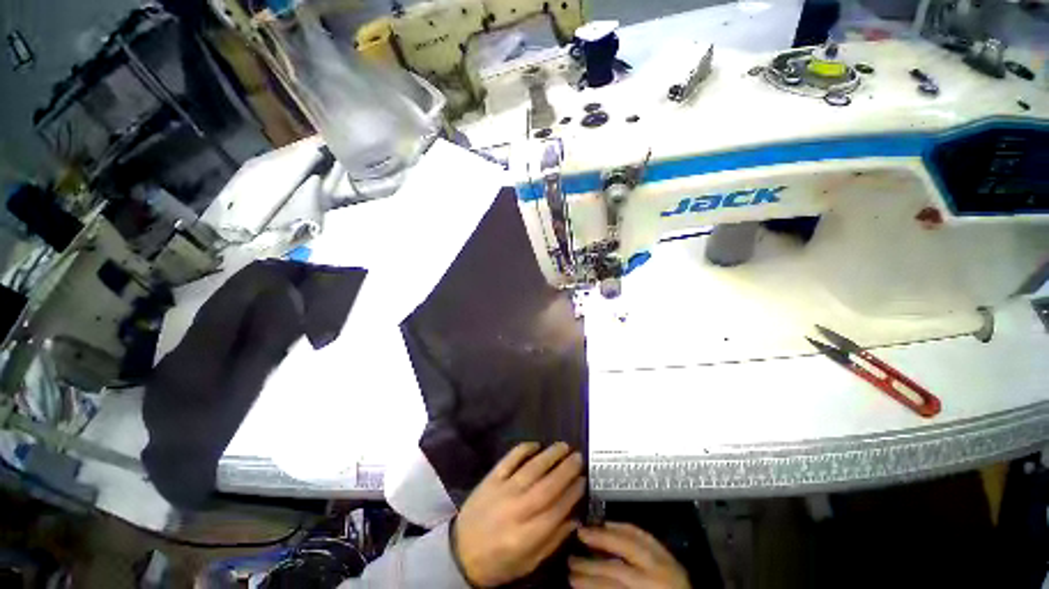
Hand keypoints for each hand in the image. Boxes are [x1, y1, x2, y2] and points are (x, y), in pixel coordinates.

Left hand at [453, 442, 585, 586]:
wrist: (459, 553)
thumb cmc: (498, 562)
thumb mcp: (528, 563)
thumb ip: (552, 541)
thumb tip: (575, 519)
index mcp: (527, 536)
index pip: (557, 509)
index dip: (573, 493)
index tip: (584, 480)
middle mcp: (517, 510)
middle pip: (547, 486)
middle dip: (566, 470)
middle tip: (579, 457)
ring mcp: (502, 491)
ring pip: (531, 469)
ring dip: (550, 455)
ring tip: (564, 446)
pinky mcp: (491, 479)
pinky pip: (509, 459)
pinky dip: (523, 449)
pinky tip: (536, 444)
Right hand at [569, 522, 689, 588]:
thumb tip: (587, 583)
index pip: (613, 580)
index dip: (590, 579)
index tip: (569, 576)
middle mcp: (659, 574)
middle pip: (623, 551)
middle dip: (597, 545)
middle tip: (576, 539)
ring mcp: (667, 563)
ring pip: (633, 539)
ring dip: (606, 534)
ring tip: (585, 532)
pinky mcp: (671, 558)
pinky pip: (645, 536)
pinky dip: (626, 528)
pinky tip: (611, 525)